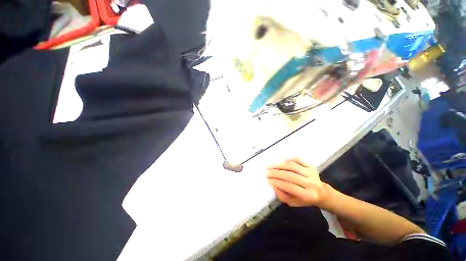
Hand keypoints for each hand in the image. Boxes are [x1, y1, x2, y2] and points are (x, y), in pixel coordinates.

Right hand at [266, 158, 330, 206]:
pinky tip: (281, 161)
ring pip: (292, 166)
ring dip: (279, 165)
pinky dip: (288, 159)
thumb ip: (282, 195)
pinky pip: (298, 160)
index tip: (268, 179)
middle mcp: (311, 183)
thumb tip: (273, 184)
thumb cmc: (304, 199)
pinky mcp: (310, 165)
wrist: (321, 192)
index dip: (277, 182)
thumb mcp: (293, 202)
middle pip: (291, 176)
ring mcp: (311, 173)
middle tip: (267, 172)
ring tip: (271, 166)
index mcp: (308, 195)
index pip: (290, 187)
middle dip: (276, 173)